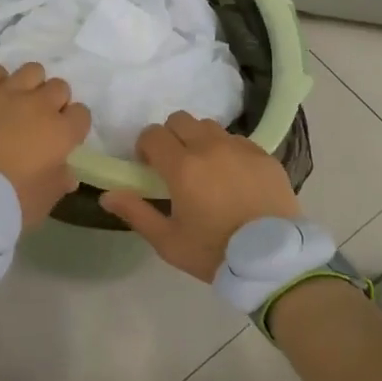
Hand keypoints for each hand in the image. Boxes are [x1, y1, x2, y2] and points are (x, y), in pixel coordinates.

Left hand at [0, 62, 91, 228]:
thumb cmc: (3, 205)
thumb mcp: (42, 203)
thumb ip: (59, 182)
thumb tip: (67, 172)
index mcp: (59, 133)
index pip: (82, 114)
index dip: (72, 125)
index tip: (61, 138)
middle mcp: (37, 105)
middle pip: (58, 87)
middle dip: (53, 102)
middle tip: (37, 121)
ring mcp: (5, 92)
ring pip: (31, 71)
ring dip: (28, 86)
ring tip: (14, 103)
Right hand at [98, 112, 299, 280]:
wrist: (274, 260)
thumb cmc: (215, 253)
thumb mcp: (169, 242)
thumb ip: (136, 213)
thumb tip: (107, 195)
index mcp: (182, 167)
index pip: (153, 134)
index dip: (146, 147)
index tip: (149, 168)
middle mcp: (209, 147)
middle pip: (180, 120)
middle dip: (171, 137)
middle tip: (175, 165)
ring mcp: (239, 148)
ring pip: (209, 126)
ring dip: (199, 140)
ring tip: (205, 168)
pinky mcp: (263, 155)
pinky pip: (236, 140)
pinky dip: (227, 150)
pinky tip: (233, 177)